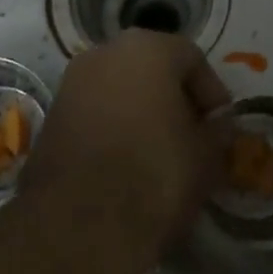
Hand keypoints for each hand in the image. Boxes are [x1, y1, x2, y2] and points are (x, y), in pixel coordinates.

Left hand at [19, 29, 231, 253]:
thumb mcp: (207, 155)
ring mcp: (70, 84)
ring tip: (161, 154)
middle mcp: (103, 53)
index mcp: (147, 49)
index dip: (212, 93)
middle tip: (193, 136)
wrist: (80, 224)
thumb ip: (218, 131)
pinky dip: (114, 130)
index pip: (192, 58)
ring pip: (120, 91)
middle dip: (175, 100)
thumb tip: (217, 126)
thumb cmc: (157, 173)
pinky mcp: (51, 118)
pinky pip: (95, 114)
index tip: (221, 126)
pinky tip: (127, 165)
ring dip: (143, 115)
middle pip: (152, 70)